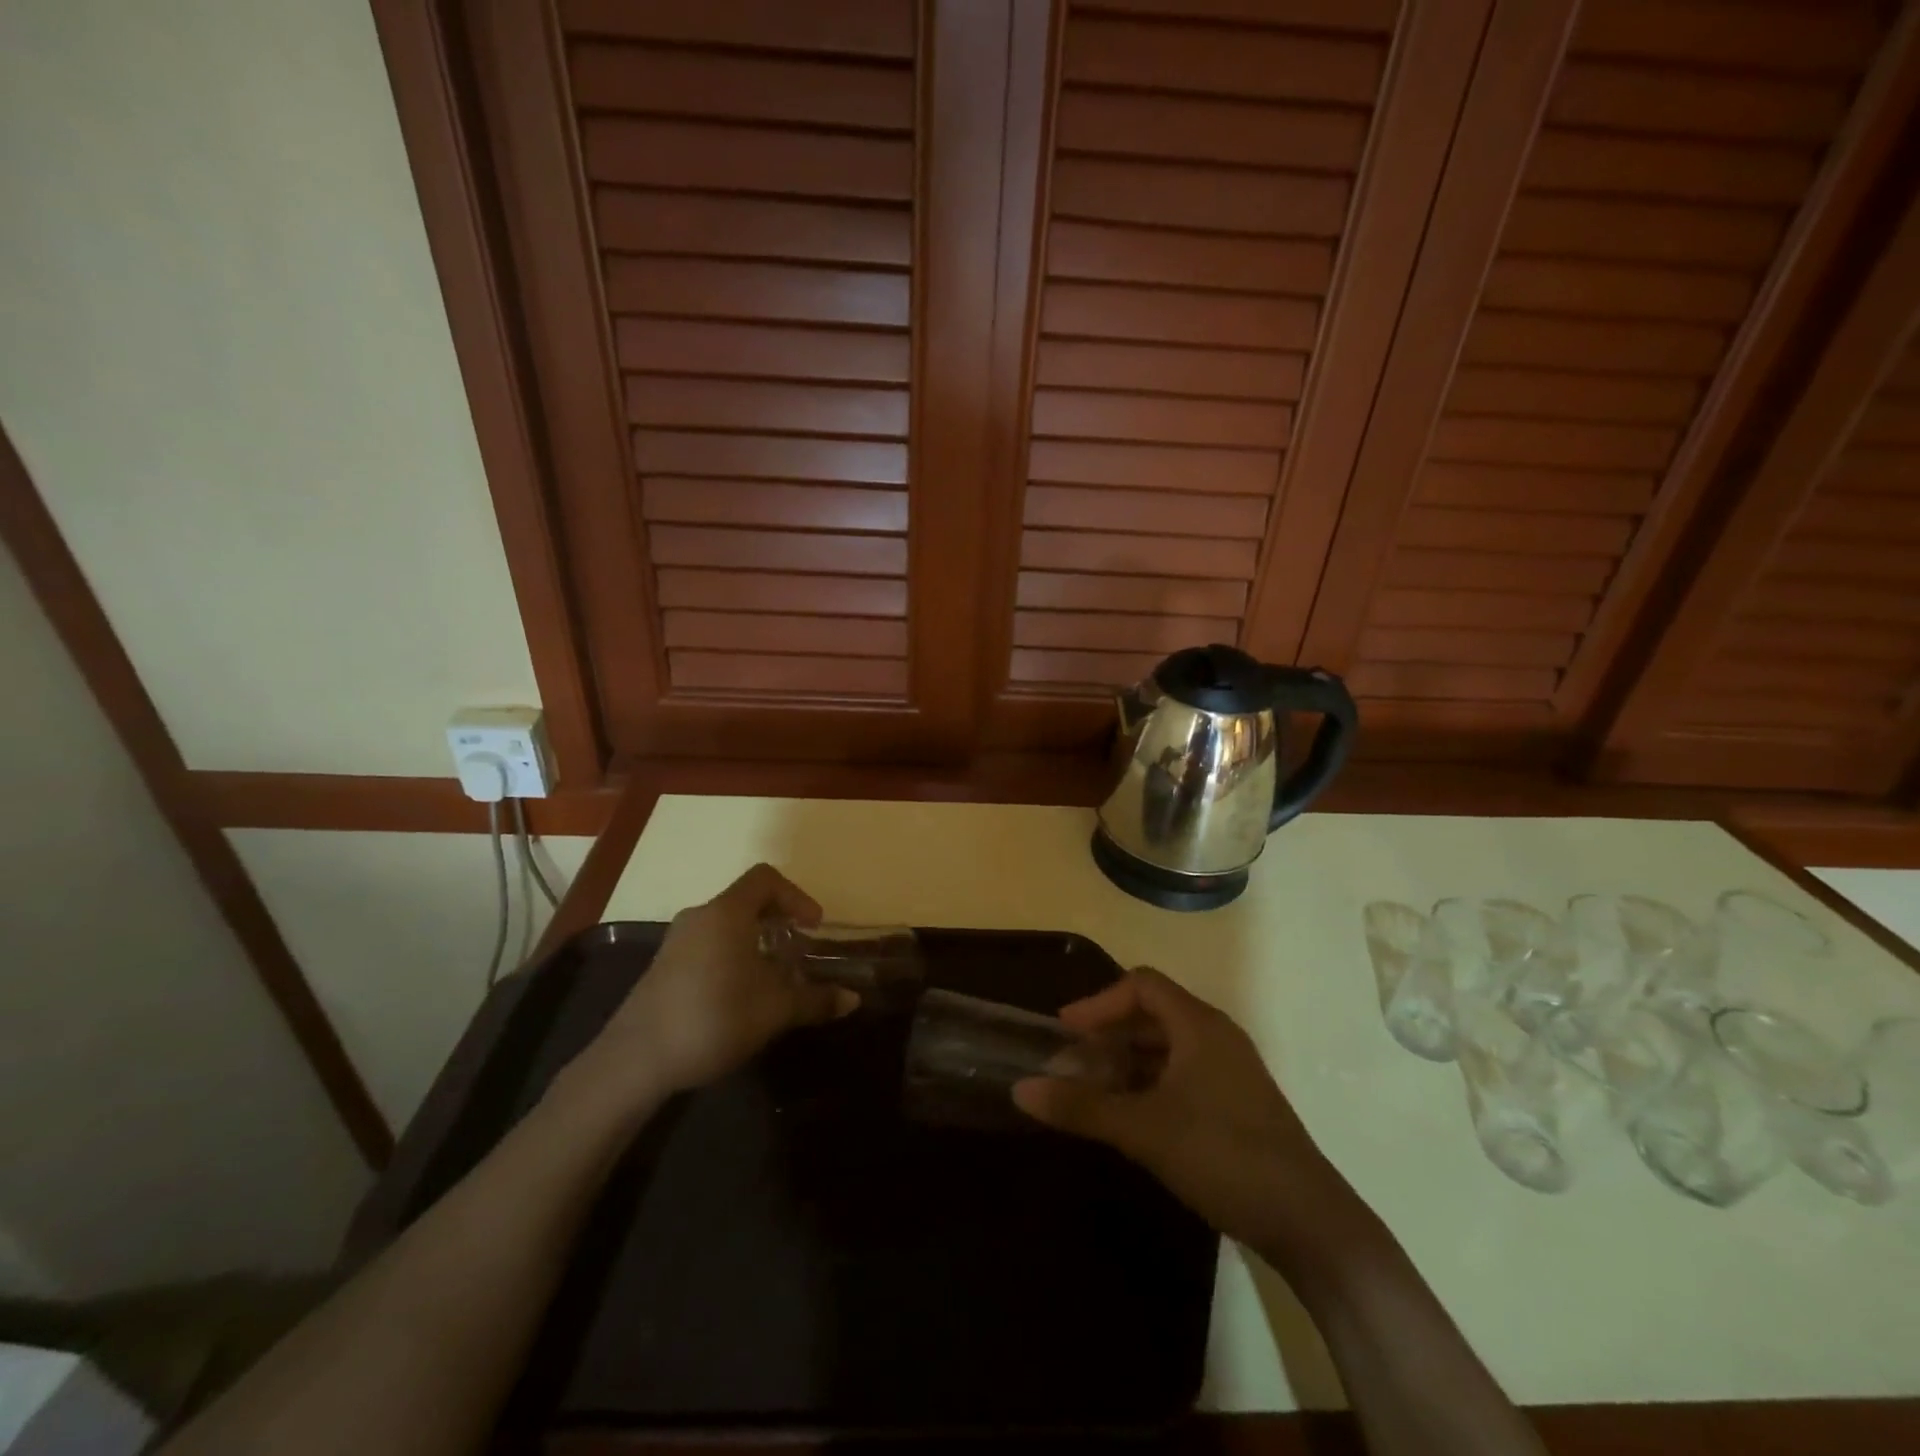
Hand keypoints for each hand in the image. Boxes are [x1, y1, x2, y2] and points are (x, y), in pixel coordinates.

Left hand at [566, 864, 856, 1108]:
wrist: (634, 1060)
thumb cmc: (714, 1018)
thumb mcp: (775, 1009)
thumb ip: (816, 999)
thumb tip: (854, 999)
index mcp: (727, 912)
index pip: (766, 878)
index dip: (797, 896)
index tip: (813, 927)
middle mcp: (700, 916)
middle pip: (746, 901)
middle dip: (779, 922)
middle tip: (799, 952)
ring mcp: (677, 941)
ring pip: (726, 925)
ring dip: (756, 942)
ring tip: (775, 977)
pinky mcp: (664, 967)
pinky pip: (708, 945)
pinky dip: (733, 956)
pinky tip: (741, 996)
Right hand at [1013, 968, 1359, 1263]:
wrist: (1310, 1222)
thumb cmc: (1222, 1155)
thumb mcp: (1143, 1130)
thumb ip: (1081, 1107)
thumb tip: (1021, 1090)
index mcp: (1199, 1025)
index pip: (1141, 985)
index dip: (1099, 1002)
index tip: (1065, 1030)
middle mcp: (1217, 1036)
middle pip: (1153, 1014)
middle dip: (1109, 1034)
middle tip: (1073, 1064)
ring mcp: (1232, 1070)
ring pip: (1169, 1048)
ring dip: (1128, 1062)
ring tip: (1096, 1092)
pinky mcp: (1238, 1103)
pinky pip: (1184, 1074)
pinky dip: (1151, 1083)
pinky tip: (1133, 1116)